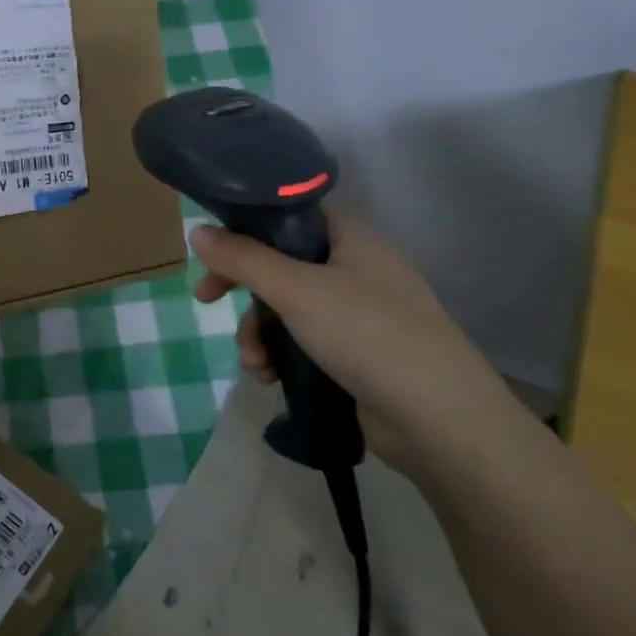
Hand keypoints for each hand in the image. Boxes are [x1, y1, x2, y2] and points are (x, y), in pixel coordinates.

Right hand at [189, 213, 518, 473]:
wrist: (439, 420)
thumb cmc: (367, 334)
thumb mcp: (294, 289)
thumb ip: (242, 258)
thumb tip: (196, 231)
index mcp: (351, 238)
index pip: (289, 215)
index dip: (246, 228)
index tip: (212, 251)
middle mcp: (356, 269)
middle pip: (280, 264)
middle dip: (242, 289)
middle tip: (205, 300)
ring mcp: (359, 314)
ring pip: (286, 308)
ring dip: (257, 333)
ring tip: (255, 363)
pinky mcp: (357, 355)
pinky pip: (302, 342)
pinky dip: (280, 356)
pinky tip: (270, 378)